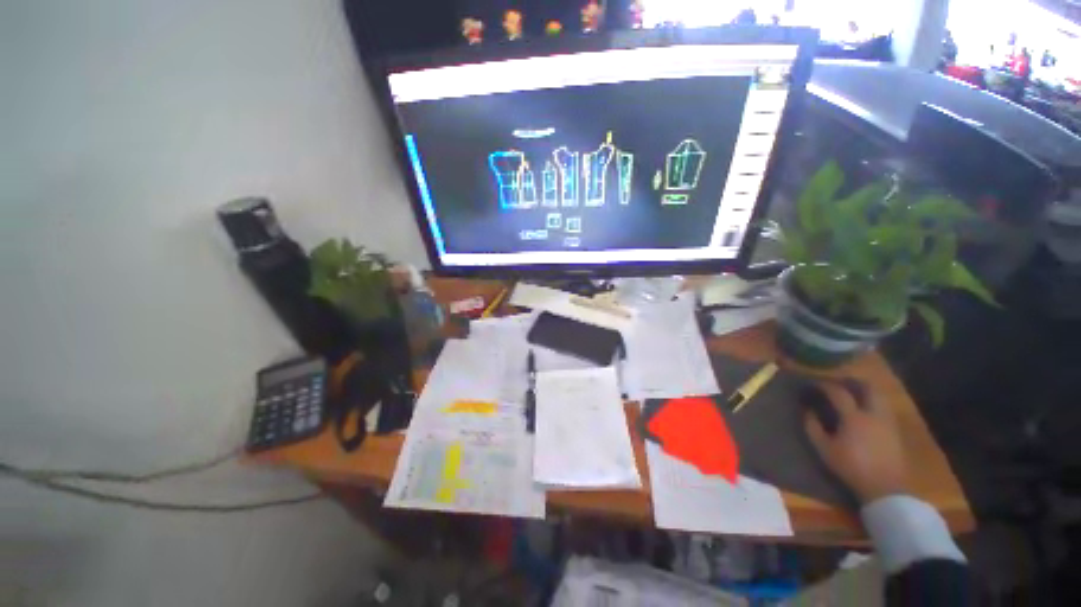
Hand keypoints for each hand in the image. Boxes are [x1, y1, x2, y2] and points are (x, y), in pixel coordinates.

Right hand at [804, 381, 908, 503]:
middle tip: (839, 382)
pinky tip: (865, 410)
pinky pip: (884, 408)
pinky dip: (873, 402)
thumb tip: (807, 411)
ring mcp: (887, 421)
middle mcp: (873, 414)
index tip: (814, 383)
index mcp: (854, 417)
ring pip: (879, 396)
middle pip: (868, 388)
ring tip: (852, 394)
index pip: (839, 392)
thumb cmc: (851, 467)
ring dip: (865, 391)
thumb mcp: (825, 449)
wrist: (884, 488)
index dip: (825, 385)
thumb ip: (813, 427)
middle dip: (852, 381)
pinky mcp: (895, 430)